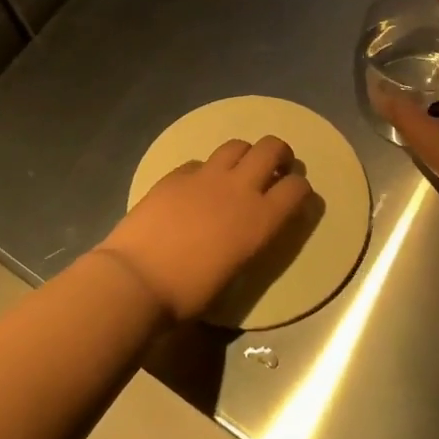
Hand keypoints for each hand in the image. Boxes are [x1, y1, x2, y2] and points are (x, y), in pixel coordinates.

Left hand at [96, 136, 313, 322]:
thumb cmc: (189, 293)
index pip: (297, 189)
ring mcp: (205, 177)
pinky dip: (207, 170)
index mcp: (261, 220)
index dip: (300, 189)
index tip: (295, 196)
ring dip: (245, 155)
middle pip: (271, 149)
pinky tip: (199, 186)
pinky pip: (201, 162)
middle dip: (280, 154)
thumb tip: (247, 230)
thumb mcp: (235, 271)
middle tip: (275, 168)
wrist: (137, 279)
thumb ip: (249, 241)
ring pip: (237, 145)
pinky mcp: (176, 175)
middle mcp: (239, 189)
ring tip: (239, 170)